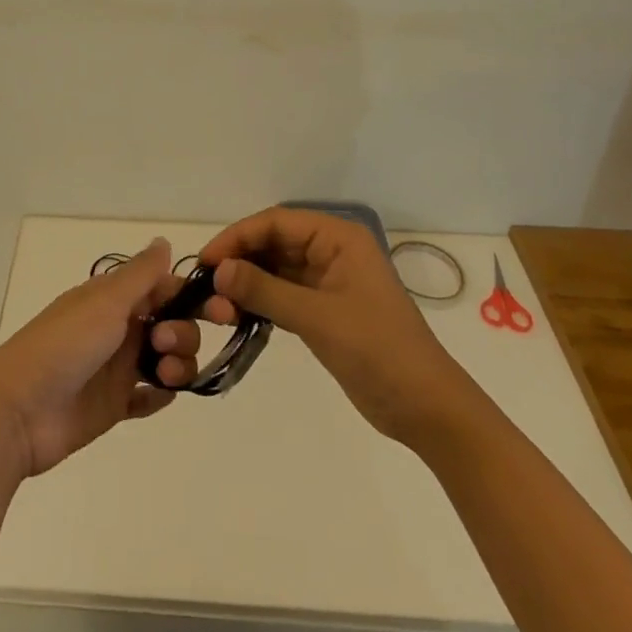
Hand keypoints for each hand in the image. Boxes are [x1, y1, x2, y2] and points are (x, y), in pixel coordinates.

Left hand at [0, 239, 206, 480]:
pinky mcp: (113, 405)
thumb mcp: (105, 302)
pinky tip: (162, 395)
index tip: (220, 310)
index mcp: (112, 298)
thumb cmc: (64, 346)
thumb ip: (140, 275)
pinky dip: (160, 395)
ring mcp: (115, 368)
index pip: (162, 288)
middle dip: (182, 333)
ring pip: (164, 359)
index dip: (190, 296)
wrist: (18, 412)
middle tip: (164, 344)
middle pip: (170, 324)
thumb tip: (164, 241)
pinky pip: (147, 397)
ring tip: (164, 376)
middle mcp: (117, 328)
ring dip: (177, 364)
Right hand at [200, 206, 457, 444]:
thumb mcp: (317, 317)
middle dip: (239, 262)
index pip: (276, 222)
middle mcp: (331, 251)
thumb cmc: (378, 350)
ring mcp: (328, 281)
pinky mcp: (324, 310)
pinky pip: (283, 294)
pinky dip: (260, 302)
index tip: (206, 262)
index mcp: (338, 237)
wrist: (426, 408)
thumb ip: (265, 290)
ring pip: (275, 270)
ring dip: (246, 284)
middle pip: (273, 243)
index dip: (237, 237)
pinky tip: (236, 316)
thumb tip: (217, 271)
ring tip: (217, 308)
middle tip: (206, 290)